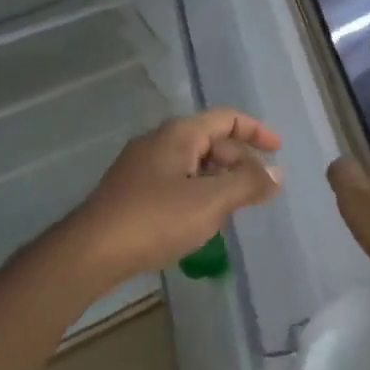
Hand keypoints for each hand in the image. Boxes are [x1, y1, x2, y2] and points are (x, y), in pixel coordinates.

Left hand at [62, 110, 280, 289]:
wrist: (91, 250)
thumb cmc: (155, 219)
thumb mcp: (210, 201)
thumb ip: (247, 184)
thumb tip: (275, 173)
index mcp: (178, 134)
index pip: (226, 118)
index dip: (256, 131)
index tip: (278, 151)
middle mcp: (159, 141)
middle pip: (210, 140)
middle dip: (239, 161)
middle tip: (259, 192)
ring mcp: (142, 166)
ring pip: (193, 163)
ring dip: (220, 179)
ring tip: (236, 207)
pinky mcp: (132, 190)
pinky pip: (176, 181)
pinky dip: (199, 192)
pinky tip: (202, 219)